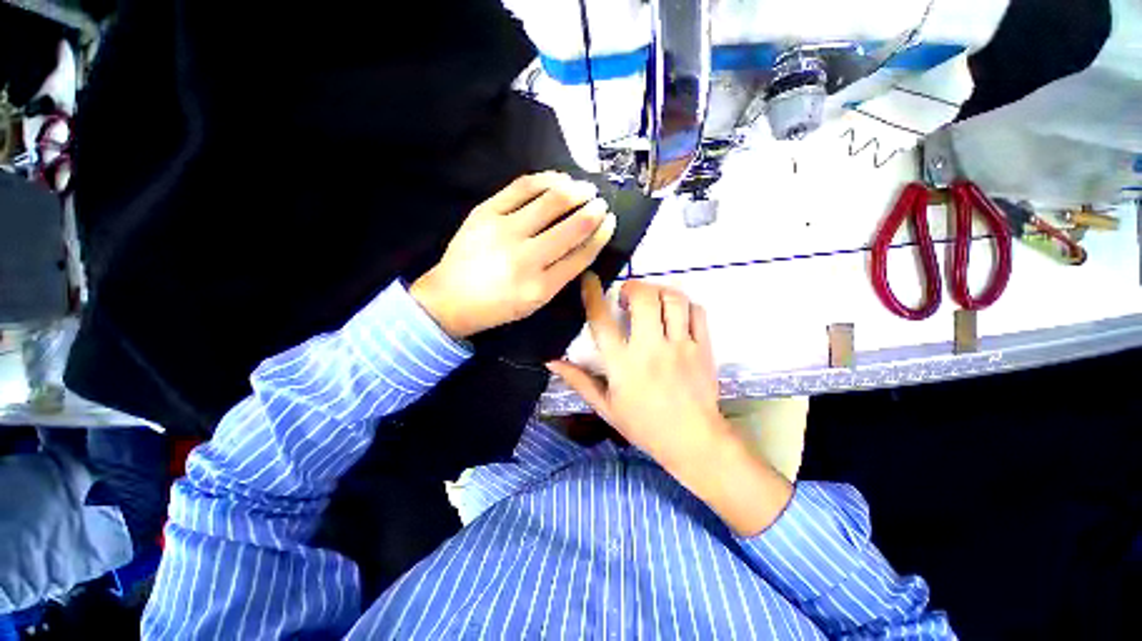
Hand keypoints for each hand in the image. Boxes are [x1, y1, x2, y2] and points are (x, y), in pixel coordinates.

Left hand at [411, 172, 615, 338]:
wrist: (451, 298)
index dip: (600, 234)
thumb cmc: (500, 305)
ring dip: (575, 190)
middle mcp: (526, 258)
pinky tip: (558, 179)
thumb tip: (585, 241)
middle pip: (571, 226)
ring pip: (551, 201)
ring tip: (585, 188)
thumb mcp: (537, 301)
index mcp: (541, 286)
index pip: (582, 254)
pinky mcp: (485, 212)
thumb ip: (562, 274)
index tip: (610, 221)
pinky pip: (522, 187)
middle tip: (600, 202)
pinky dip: (546, 180)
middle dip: (593, 210)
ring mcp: (504, 232)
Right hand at [547, 275, 792, 535]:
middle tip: (626, 296)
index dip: (592, 294)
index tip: (589, 279)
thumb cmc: (644, 425)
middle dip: (632, 287)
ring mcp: (680, 346)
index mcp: (622, 364)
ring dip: (658, 291)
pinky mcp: (703, 347)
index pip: (602, 320)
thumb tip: (551, 361)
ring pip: (672, 299)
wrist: (693, 441)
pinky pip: (696, 311)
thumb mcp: (605, 407)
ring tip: (652, 301)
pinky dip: (684, 304)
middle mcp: (651, 348)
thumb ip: (578, 380)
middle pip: (643, 298)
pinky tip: (675, 313)